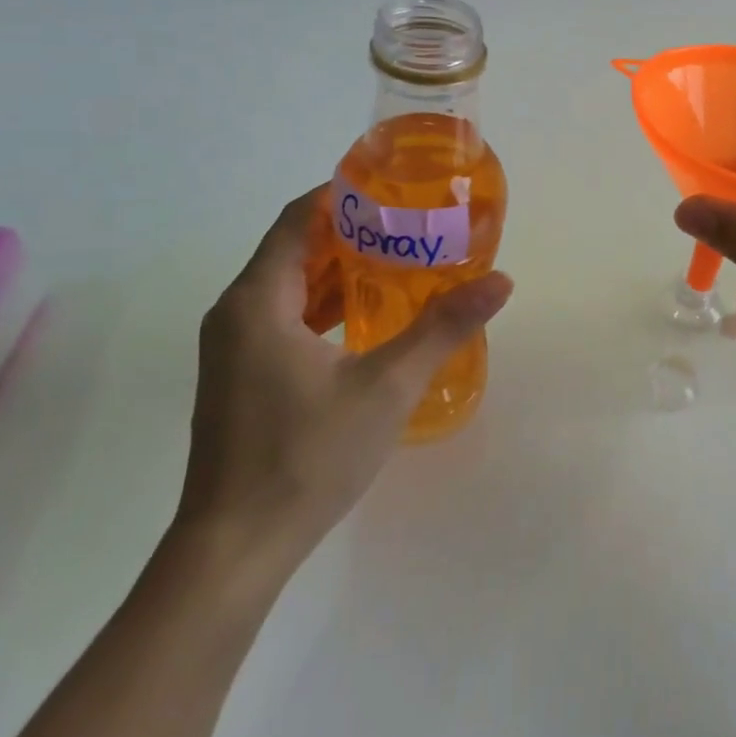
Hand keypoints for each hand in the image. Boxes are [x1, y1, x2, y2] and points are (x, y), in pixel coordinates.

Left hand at [180, 187, 512, 570]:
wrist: (235, 549)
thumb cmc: (306, 455)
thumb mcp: (386, 386)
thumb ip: (443, 328)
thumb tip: (501, 282)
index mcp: (256, 301)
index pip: (298, 219)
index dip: (342, 195)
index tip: (393, 187)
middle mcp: (236, 314)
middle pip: (294, 249)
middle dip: (350, 232)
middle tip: (410, 225)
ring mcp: (234, 349)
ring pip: (288, 287)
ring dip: (339, 271)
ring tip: (399, 262)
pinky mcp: (241, 378)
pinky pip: (284, 319)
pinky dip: (324, 306)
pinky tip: (368, 318)